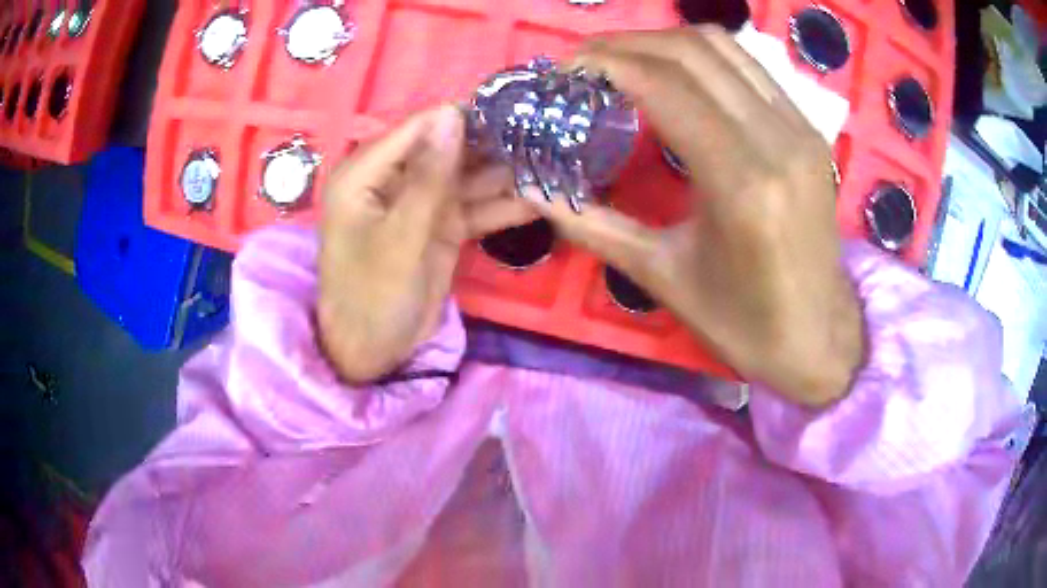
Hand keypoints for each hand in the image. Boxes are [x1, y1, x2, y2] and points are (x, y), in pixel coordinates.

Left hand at [318, 106, 534, 382]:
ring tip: (553, 163)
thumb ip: (429, 177)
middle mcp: (392, 179)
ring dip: (504, 175)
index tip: (514, 111)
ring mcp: (418, 203)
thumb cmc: (372, 297)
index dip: (463, 117)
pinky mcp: (439, 226)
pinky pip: (473, 207)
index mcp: (365, 173)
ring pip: (465, 178)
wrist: (373, 353)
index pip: (419, 128)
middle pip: (446, 149)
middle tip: (545, 137)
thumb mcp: (401, 238)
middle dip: (491, 145)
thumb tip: (452, 114)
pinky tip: (542, 200)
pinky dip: (502, 207)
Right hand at [525, 27, 864, 405]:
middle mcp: (777, 141)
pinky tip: (677, 75)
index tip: (568, 68)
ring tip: (625, 60)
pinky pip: (750, 67)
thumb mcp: (664, 279)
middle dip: (628, 43)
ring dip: (665, 41)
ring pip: (725, 47)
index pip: (667, 86)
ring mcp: (800, 130)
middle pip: (693, 52)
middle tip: (587, 61)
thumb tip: (533, 190)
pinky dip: (704, 57)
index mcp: (742, 184)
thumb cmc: (744, 323)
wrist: (820, 336)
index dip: (608, 63)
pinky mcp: (809, 131)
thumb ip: (594, 226)